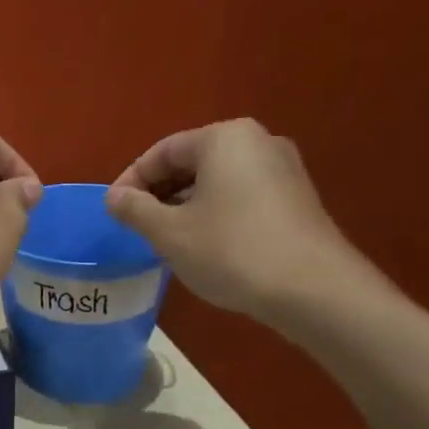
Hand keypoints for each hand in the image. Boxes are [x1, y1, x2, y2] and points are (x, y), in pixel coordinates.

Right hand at [106, 119, 381, 325]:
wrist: (314, 290)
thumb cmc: (231, 251)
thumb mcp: (168, 232)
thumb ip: (134, 209)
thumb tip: (114, 197)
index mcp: (224, 138)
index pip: (162, 151)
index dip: (131, 181)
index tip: (113, 212)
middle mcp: (257, 142)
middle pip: (191, 162)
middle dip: (158, 192)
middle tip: (136, 225)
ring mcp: (283, 170)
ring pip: (216, 181)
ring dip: (184, 205)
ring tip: (164, 239)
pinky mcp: (296, 199)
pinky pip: (240, 195)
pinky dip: (213, 212)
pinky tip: (203, 245)